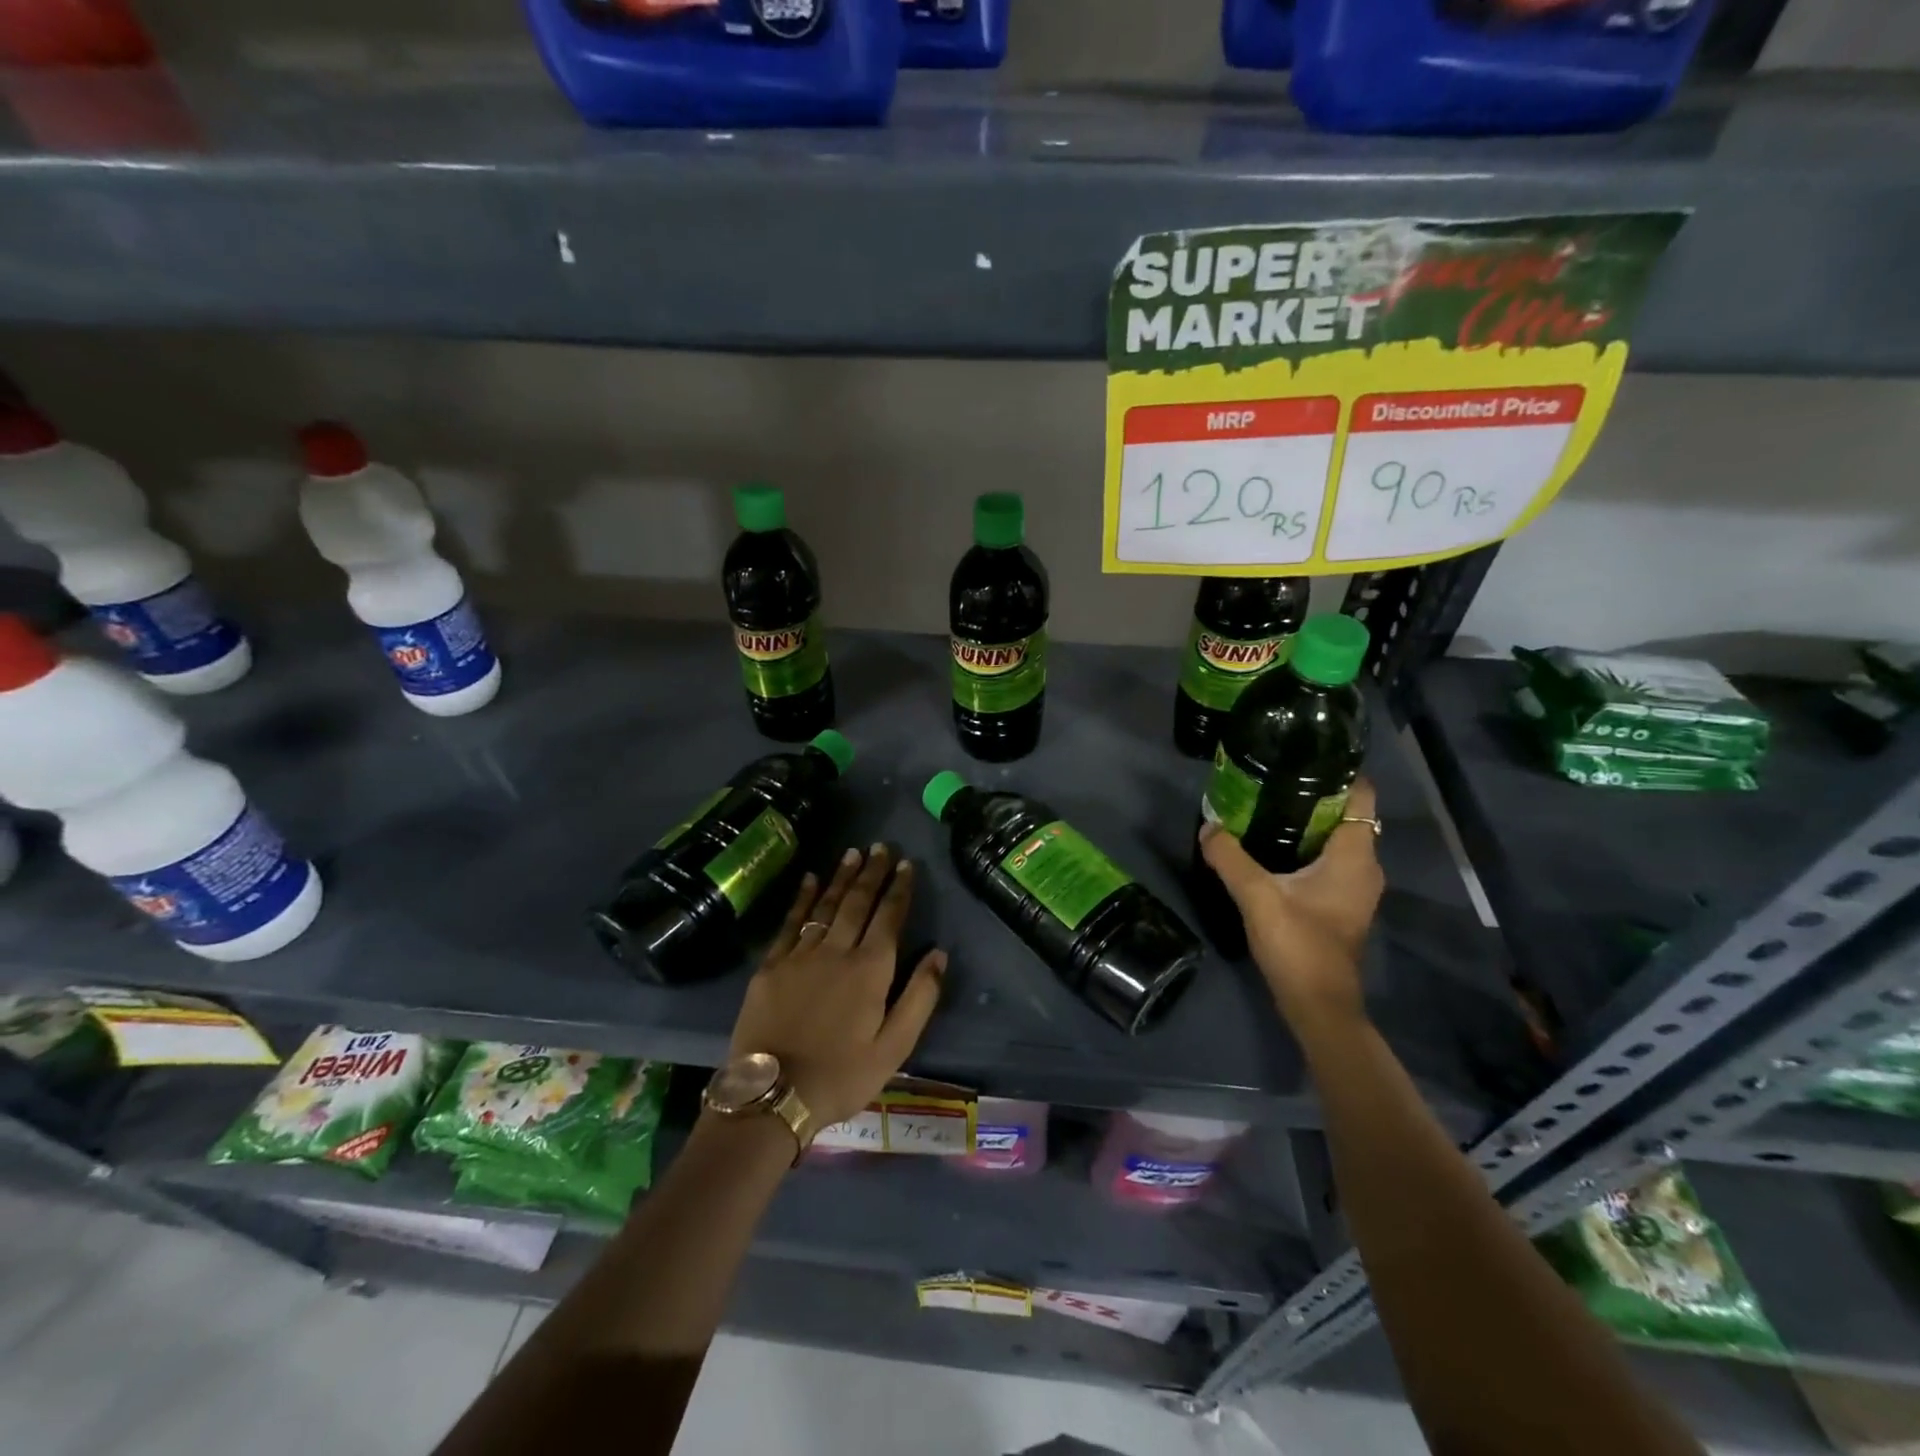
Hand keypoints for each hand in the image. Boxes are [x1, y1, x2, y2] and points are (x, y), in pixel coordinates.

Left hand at [726, 844, 946, 1130]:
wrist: (773, 1096)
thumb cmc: (842, 1075)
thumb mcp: (895, 1047)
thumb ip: (920, 997)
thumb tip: (939, 952)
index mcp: (870, 970)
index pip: (889, 917)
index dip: (899, 889)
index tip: (907, 864)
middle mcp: (836, 951)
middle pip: (857, 902)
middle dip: (872, 872)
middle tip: (881, 846)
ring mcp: (800, 955)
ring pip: (825, 905)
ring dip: (841, 877)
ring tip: (853, 853)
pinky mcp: (771, 965)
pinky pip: (790, 922)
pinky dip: (801, 898)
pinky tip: (809, 879)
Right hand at [1198, 777, 1383, 1028]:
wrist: (1318, 1006)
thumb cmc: (1299, 946)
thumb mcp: (1257, 897)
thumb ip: (1230, 858)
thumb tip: (1208, 826)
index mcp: (1355, 856)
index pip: (1361, 795)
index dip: (1337, 771)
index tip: (1300, 756)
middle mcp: (1364, 865)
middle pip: (1346, 813)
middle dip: (1312, 792)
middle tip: (1270, 777)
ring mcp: (1354, 886)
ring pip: (1336, 837)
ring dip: (1306, 821)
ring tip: (1265, 803)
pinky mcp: (1340, 903)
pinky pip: (1328, 859)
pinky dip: (1305, 845)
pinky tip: (1271, 846)